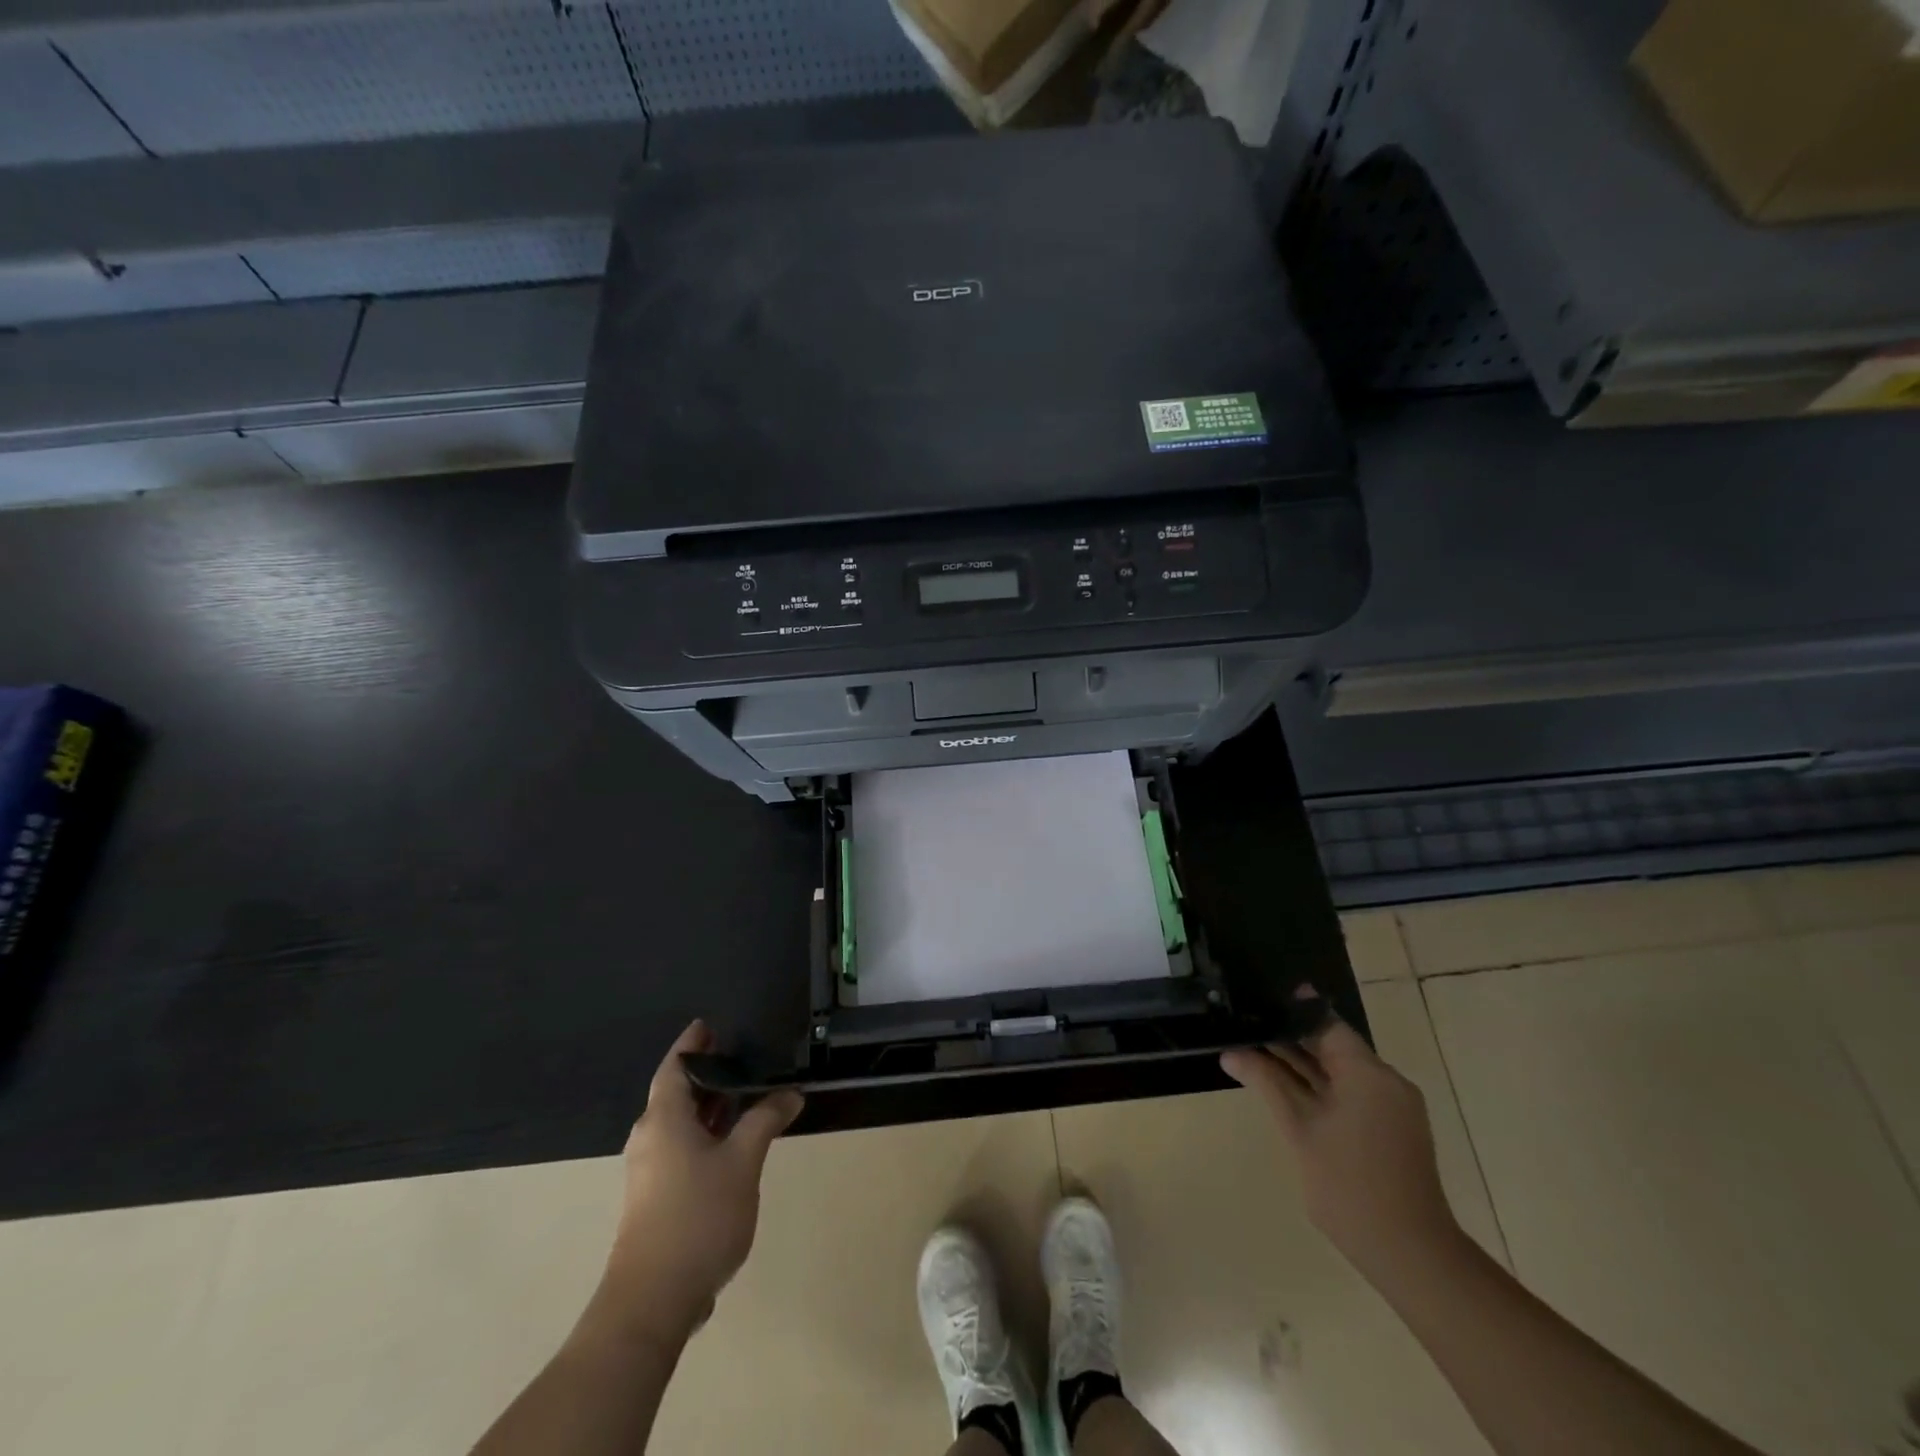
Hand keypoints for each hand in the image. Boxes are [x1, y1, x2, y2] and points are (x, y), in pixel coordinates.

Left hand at [595, 1021, 803, 1345]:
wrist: (652, 1301)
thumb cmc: (698, 1216)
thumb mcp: (743, 1161)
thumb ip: (765, 1120)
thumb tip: (790, 1093)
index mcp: (663, 1119)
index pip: (674, 1066)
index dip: (692, 1044)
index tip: (710, 1026)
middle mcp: (649, 1138)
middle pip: (675, 1094)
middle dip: (707, 1075)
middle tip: (741, 1058)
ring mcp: (648, 1172)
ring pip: (679, 1125)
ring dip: (708, 1108)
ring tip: (745, 1098)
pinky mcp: (654, 1199)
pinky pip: (680, 1149)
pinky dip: (704, 1135)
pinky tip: (732, 1146)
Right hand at [1221, 995, 1456, 1283]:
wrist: (1409, 1253)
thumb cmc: (1349, 1184)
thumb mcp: (1299, 1128)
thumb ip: (1267, 1082)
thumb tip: (1231, 1053)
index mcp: (1368, 1073)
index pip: (1325, 1023)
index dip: (1290, 1011)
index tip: (1256, 1001)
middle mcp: (1386, 1081)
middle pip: (1333, 1045)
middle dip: (1290, 1039)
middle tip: (1246, 1028)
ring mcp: (1393, 1106)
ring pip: (1341, 1071)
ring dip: (1303, 1065)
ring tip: (1256, 1054)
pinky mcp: (1393, 1128)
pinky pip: (1352, 1092)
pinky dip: (1321, 1086)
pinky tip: (1287, 1088)